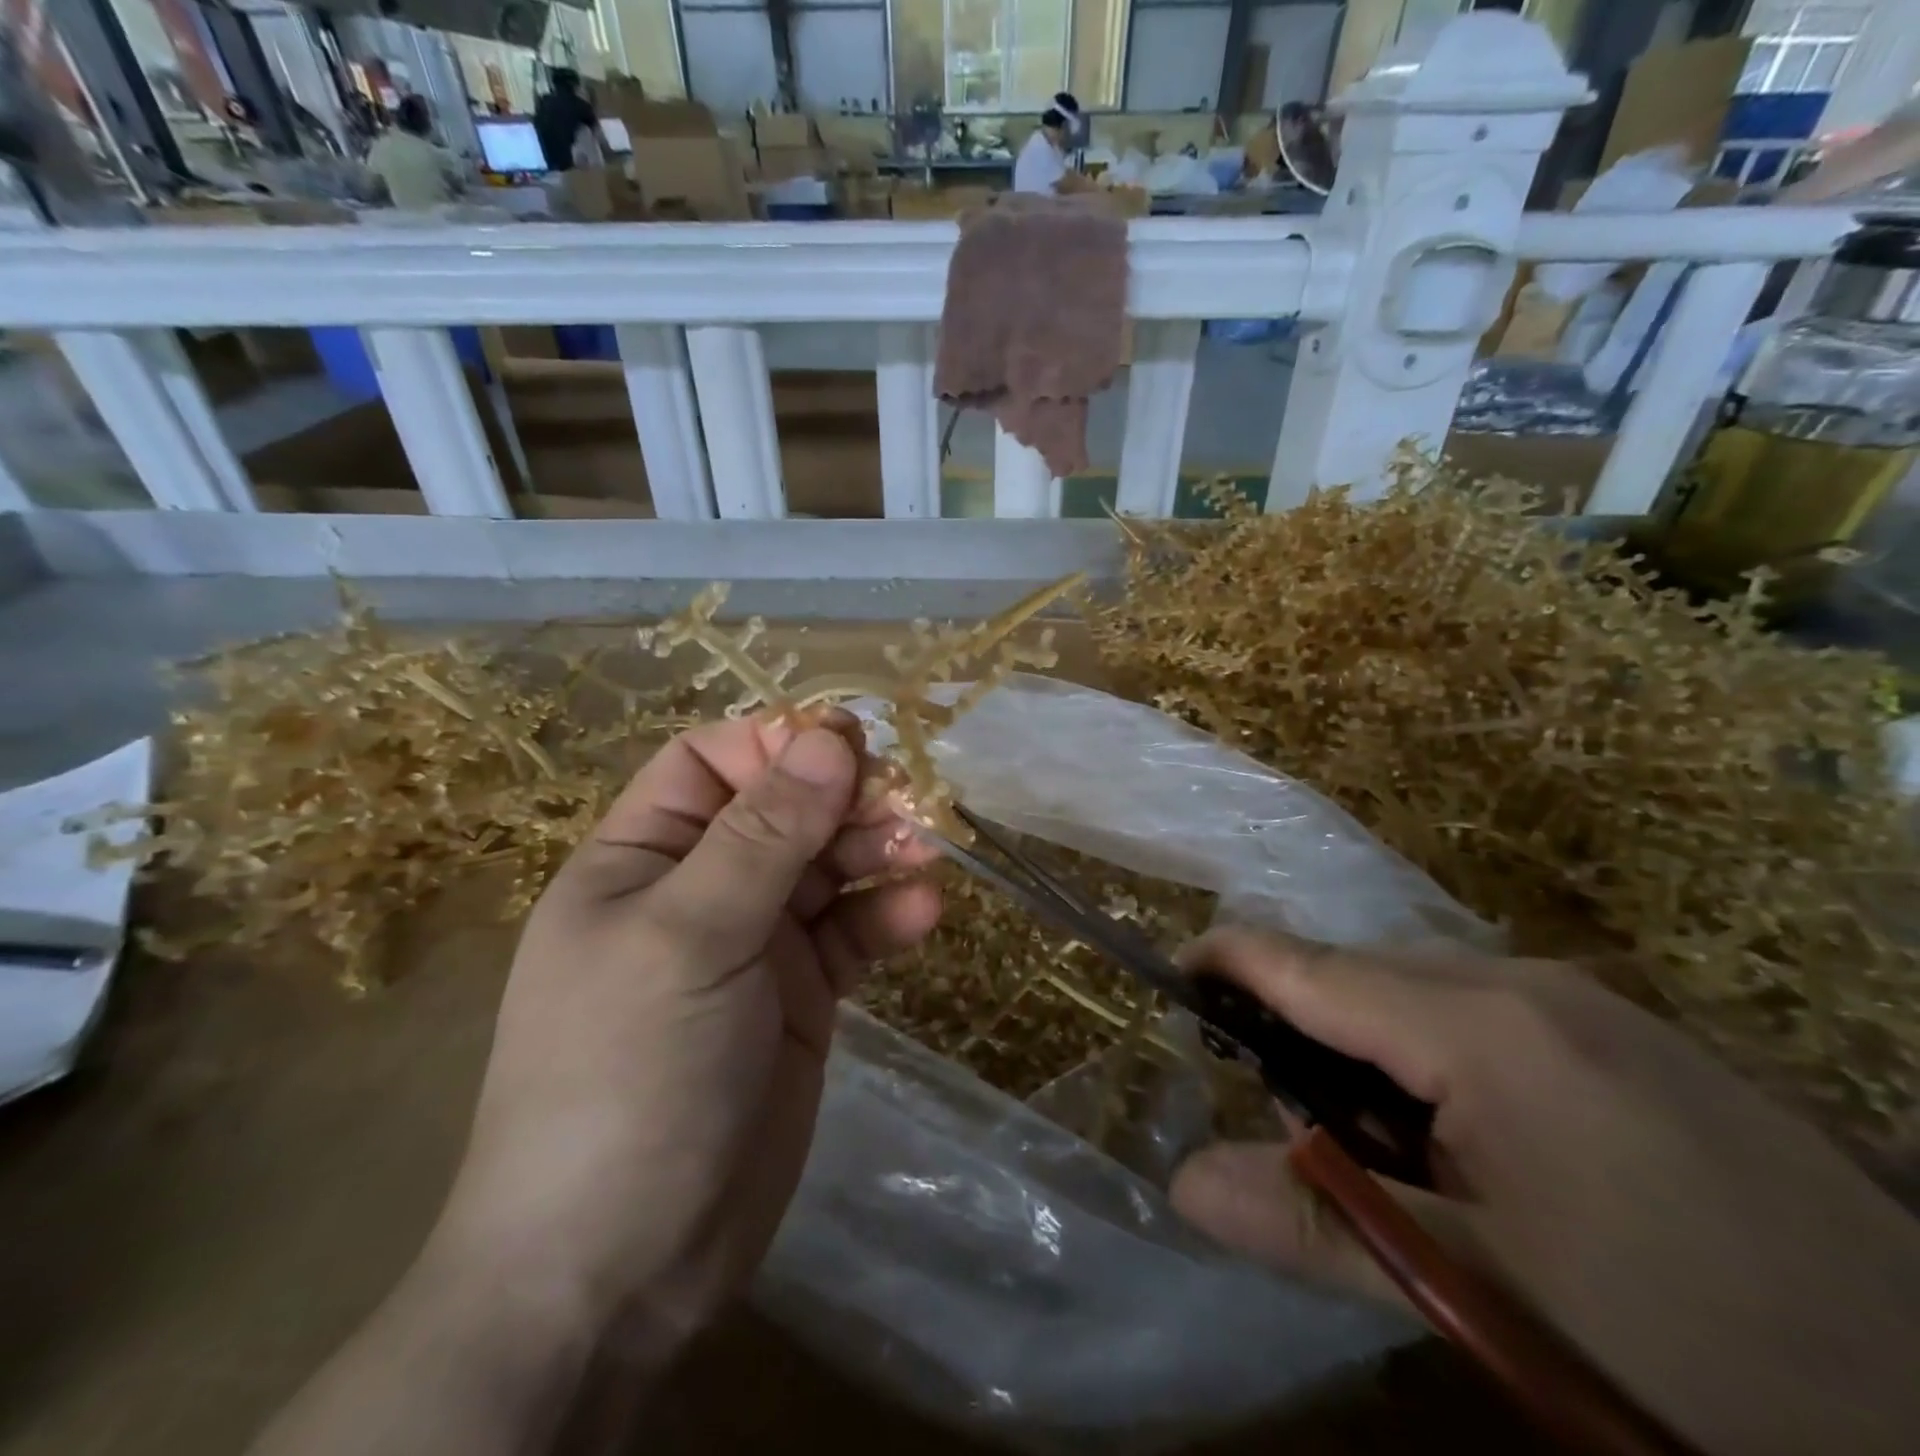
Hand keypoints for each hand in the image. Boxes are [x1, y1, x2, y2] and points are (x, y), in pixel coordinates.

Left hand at [428, 714, 941, 1348]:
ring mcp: (752, 945)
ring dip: (876, 853)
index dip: (776, 744)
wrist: (620, 1269)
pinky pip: (849, 935)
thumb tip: (829, 739)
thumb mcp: (690, 937)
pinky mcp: (798, 996)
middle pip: (782, 811)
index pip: (711, 763)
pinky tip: (925, 913)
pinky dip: (886, 919)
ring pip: (825, 870)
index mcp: (641, 858)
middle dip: (843, 800)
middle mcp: (698, 889)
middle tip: (906, 804)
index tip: (848, 745)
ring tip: (925, 852)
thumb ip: (764, 835)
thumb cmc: (628, 1076)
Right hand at [1172, 929, 1919, 1455]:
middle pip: (1356, 971)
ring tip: (1379, 1143)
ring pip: (1415, 988)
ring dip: (1364, 1045)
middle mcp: (1520, 979)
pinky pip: (1476, 1007)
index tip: (1169, 980)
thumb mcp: (1486, 1292)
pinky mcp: (1621, 1029)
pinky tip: (1465, 1138)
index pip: (1305, 963)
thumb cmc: (1695, 1345)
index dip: (1225, 960)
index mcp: (1477, 1023)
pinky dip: (1427, 1051)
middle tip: (1289, 1119)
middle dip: (1298, 1025)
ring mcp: (1581, 997)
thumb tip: (1181, 1183)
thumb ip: (1319, 1224)